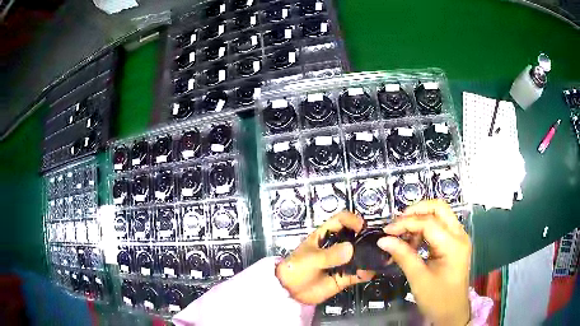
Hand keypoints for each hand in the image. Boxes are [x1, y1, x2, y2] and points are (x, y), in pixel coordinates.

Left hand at [275, 211, 374, 304]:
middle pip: (354, 237)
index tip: (361, 227)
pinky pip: (358, 274)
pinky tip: (367, 273)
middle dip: (365, 239)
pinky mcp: (344, 277)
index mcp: (324, 236)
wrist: (290, 292)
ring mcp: (341, 263)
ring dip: (368, 257)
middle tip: (376, 244)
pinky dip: (365, 273)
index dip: (352, 220)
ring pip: (359, 256)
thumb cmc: (295, 269)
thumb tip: (350, 248)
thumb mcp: (310, 259)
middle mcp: (336, 247)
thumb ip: (329, 255)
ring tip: (376, 259)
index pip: (340, 221)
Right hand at [377, 200, 470, 325]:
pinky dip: (424, 229)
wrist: (452, 312)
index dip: (405, 223)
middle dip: (416, 211)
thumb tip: (383, 240)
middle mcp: (459, 235)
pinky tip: (412, 242)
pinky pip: (439, 227)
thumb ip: (403, 255)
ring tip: (402, 235)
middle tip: (397, 222)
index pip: (428, 222)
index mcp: (453, 245)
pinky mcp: (454, 243)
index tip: (386, 231)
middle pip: (439, 208)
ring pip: (439, 215)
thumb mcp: (418, 278)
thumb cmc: (437, 299)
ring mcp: (458, 238)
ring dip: (420, 220)